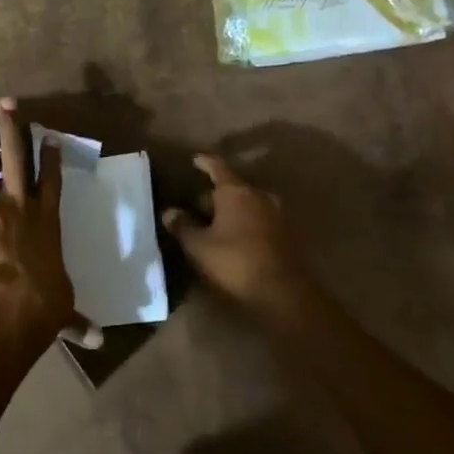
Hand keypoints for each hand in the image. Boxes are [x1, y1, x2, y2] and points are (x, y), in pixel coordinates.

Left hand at [0, 97, 78, 340]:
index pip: (52, 181)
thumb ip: (77, 321)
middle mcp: (19, 207)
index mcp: (46, 220)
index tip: (50, 136)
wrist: (18, 300)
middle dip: (9, 127)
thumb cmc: (46, 300)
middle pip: (14, 157)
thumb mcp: (64, 308)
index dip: (51, 157)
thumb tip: (97, 341)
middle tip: (4, 103)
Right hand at [161, 154, 302, 308]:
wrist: (282, 293)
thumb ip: (182, 226)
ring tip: (211, 224)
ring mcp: (275, 215)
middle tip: (194, 205)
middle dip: (213, 195)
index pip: (218, 168)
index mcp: (236, 192)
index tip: (195, 159)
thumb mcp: (198, 246)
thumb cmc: (235, 261)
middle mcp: (258, 196)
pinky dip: (242, 223)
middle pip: (232, 188)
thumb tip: (169, 212)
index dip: (205, 163)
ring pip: (246, 205)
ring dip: (229, 211)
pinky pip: (257, 220)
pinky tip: (230, 238)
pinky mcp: (284, 235)